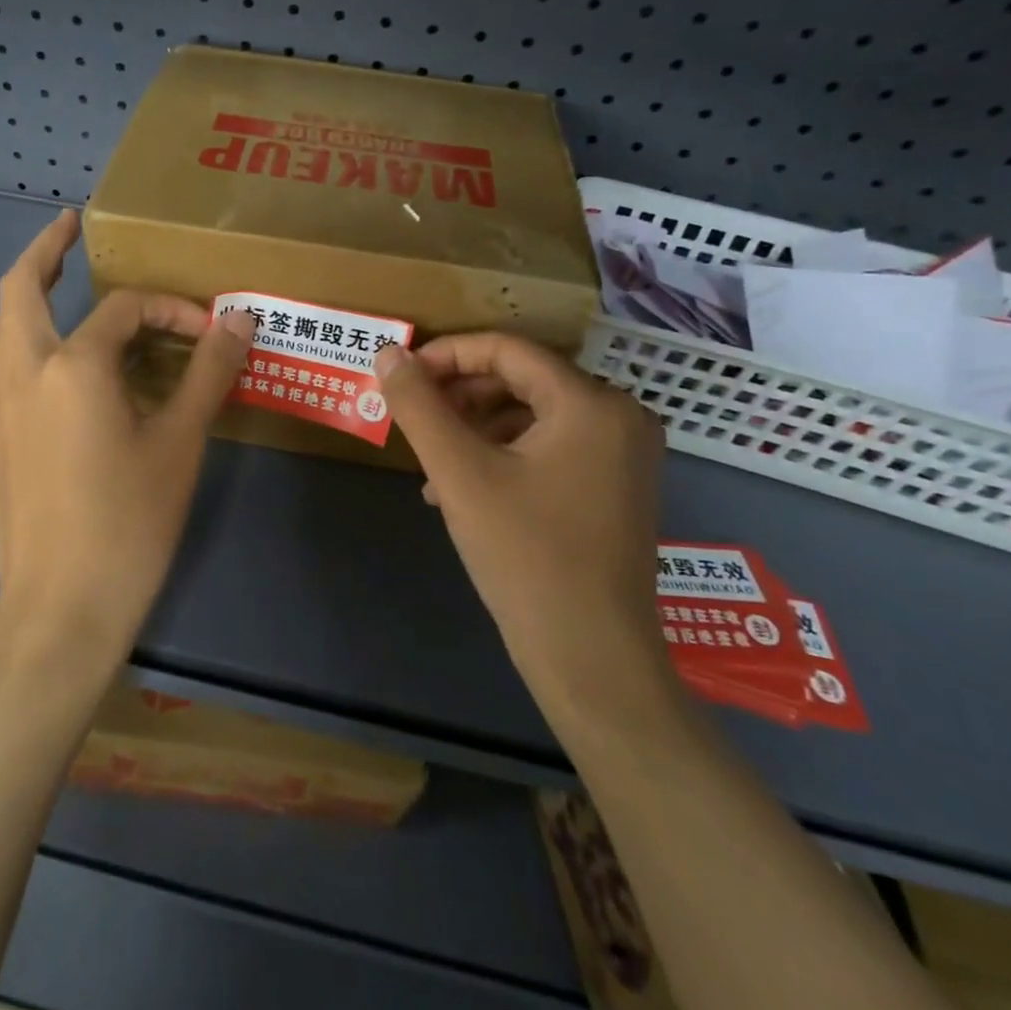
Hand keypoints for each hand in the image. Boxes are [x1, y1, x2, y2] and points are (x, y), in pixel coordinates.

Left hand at [0, 209, 256, 665]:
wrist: (66, 604)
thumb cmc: (131, 520)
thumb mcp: (182, 439)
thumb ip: (209, 370)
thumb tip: (240, 316)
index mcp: (79, 365)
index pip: (129, 312)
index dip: (171, 311)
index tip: (208, 334)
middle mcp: (27, 369)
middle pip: (28, 288)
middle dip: (51, 249)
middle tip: (73, 225)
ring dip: (16, 286)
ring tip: (42, 264)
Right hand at [373, 333, 670, 733]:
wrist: (592, 660)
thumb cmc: (526, 556)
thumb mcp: (460, 474)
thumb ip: (419, 407)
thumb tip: (387, 353)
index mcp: (591, 403)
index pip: (507, 349)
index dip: (446, 355)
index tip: (401, 376)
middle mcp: (619, 416)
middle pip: (522, 379)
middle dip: (459, 394)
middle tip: (414, 418)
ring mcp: (623, 454)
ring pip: (532, 415)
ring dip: (475, 428)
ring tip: (432, 462)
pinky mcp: (615, 486)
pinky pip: (549, 447)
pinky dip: (502, 454)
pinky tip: (461, 488)